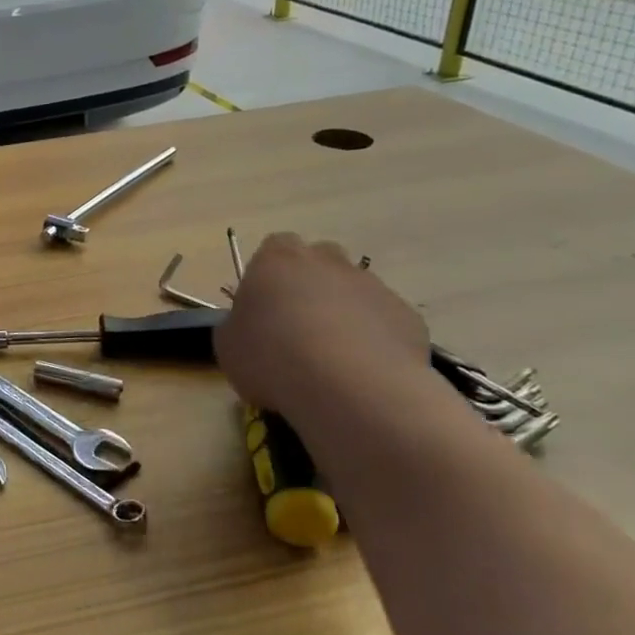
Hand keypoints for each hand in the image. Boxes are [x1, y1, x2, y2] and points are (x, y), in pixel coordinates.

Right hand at [215, 233, 428, 419]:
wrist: (350, 387)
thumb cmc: (272, 357)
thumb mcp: (227, 346)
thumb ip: (236, 326)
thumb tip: (248, 329)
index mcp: (277, 259)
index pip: (274, 248)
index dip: (268, 276)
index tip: (263, 308)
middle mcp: (328, 261)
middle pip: (318, 262)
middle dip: (310, 287)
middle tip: (296, 329)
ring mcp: (373, 286)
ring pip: (353, 293)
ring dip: (343, 315)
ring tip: (332, 360)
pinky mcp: (407, 316)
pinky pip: (383, 323)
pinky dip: (373, 341)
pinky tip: (362, 373)